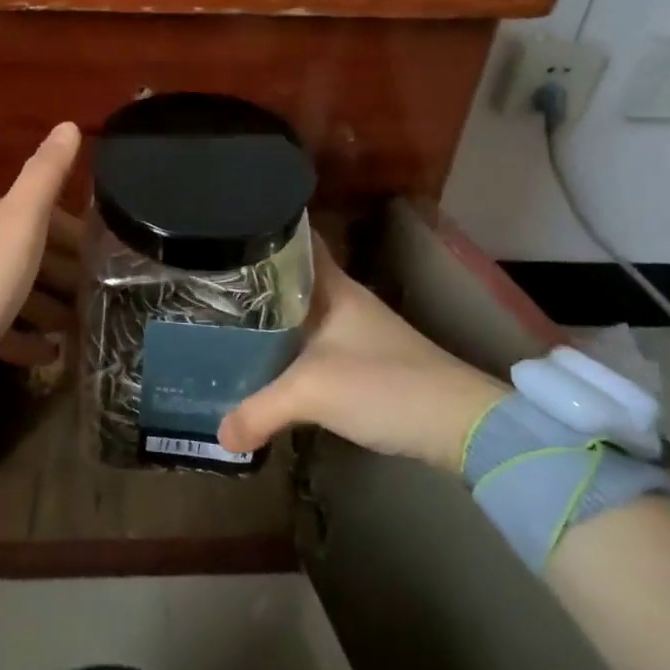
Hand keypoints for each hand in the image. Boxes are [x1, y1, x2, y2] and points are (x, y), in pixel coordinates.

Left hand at [0, 123, 81, 392]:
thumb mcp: (19, 223)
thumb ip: (45, 175)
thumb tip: (69, 124)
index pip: (44, 215)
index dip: (77, 236)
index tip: (106, 260)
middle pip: (32, 253)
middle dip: (66, 273)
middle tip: (99, 298)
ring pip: (17, 289)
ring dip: (49, 306)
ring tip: (79, 327)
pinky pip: (0, 326)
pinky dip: (26, 337)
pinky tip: (49, 354)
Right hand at [216, 237, 509, 471]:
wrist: (461, 426)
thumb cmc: (384, 385)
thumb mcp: (312, 393)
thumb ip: (259, 410)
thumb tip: (219, 436)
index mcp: (333, 287)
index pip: (295, 241)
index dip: (262, 233)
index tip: (223, 236)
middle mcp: (344, 300)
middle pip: (291, 279)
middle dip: (253, 282)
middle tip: (207, 286)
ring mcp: (356, 331)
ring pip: (301, 313)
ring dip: (270, 318)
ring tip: (225, 322)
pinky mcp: (364, 362)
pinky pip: (312, 343)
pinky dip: (288, 348)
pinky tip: (266, 362)